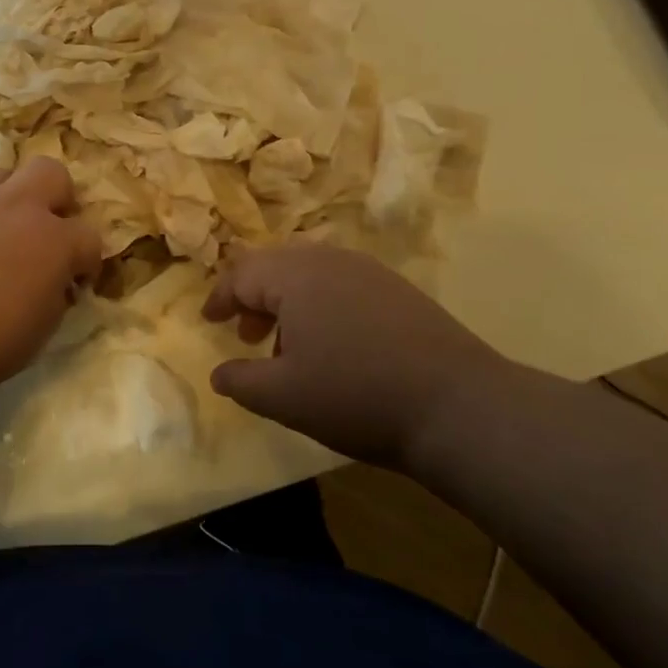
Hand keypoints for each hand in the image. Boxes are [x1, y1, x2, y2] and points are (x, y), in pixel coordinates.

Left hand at [0, 158, 100, 409]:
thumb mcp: (37, 334)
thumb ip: (55, 298)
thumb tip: (55, 284)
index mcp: (53, 241)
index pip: (90, 237)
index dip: (88, 260)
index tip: (75, 281)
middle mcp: (17, 207)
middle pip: (52, 173)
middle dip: (57, 198)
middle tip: (45, 230)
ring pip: (2, 175)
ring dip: (8, 199)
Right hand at [202, 243, 513, 466]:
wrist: (458, 407)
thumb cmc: (355, 396)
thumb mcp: (282, 397)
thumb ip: (240, 381)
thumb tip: (219, 373)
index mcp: (295, 276)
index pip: (241, 274)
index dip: (220, 298)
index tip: (209, 321)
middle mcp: (329, 260)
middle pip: (275, 266)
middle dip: (253, 297)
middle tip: (246, 334)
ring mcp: (369, 271)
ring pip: (310, 273)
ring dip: (287, 302)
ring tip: (287, 345)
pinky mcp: (397, 290)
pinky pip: (341, 284)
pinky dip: (320, 305)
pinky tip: (332, 345)